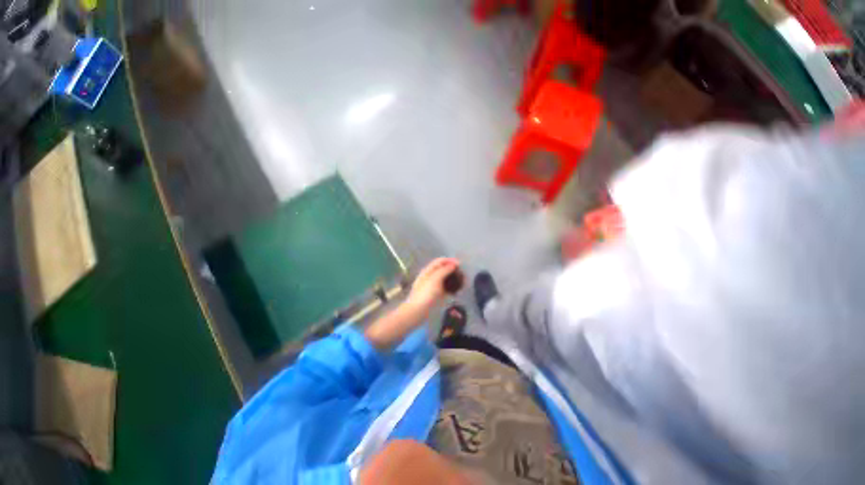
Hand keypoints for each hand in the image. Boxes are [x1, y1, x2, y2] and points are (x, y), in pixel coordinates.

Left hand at [365, 257, 459, 349]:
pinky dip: (452, 288)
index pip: (440, 261)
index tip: (460, 264)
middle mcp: (431, 277)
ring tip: (463, 283)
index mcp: (428, 270)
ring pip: (445, 279)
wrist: (417, 312)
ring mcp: (433, 286)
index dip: (450, 260)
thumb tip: (453, 265)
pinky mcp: (436, 296)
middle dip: (453, 270)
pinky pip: (446, 289)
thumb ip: (444, 270)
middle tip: (463, 274)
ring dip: (454, 279)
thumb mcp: (435, 279)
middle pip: (443, 269)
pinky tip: (457, 292)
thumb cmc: (425, 294)